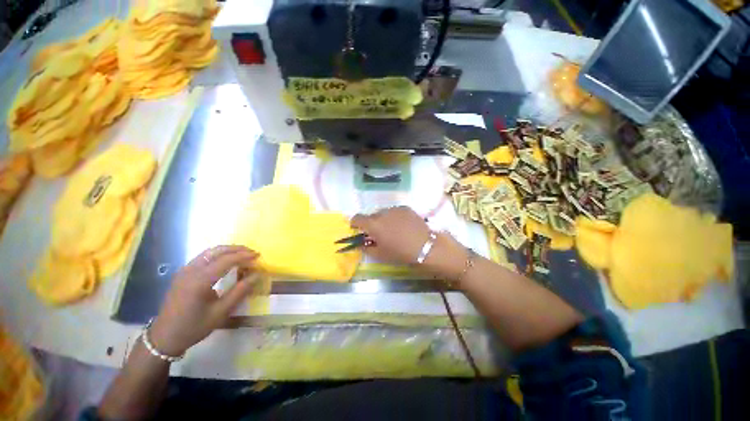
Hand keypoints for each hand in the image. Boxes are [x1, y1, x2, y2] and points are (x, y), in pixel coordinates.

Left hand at [149, 245, 259, 356]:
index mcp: (200, 280)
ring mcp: (185, 270)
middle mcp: (191, 270)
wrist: (164, 337)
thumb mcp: (221, 312)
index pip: (226, 260)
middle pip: (217, 251)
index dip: (244, 256)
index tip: (258, 256)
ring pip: (209, 252)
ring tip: (242, 255)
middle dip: (237, 249)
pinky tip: (226, 262)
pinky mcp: (183, 273)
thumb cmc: (194, 327)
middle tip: (252, 253)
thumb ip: (240, 291)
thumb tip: (257, 275)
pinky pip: (203, 257)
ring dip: (228, 250)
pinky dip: (218, 255)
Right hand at [351, 207, 466, 279]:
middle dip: (371, 223)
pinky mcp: (406, 208)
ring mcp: (395, 209)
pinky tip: (403, 226)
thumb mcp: (381, 255)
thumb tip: (361, 244)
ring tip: (393, 230)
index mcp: (373, 224)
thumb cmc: (401, 254)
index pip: (357, 218)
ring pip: (383, 213)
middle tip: (378, 234)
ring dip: (383, 220)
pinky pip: (395, 211)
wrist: (427, 247)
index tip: (358, 230)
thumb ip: (367, 248)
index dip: (355, 223)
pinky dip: (394, 217)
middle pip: (371, 215)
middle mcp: (382, 213)